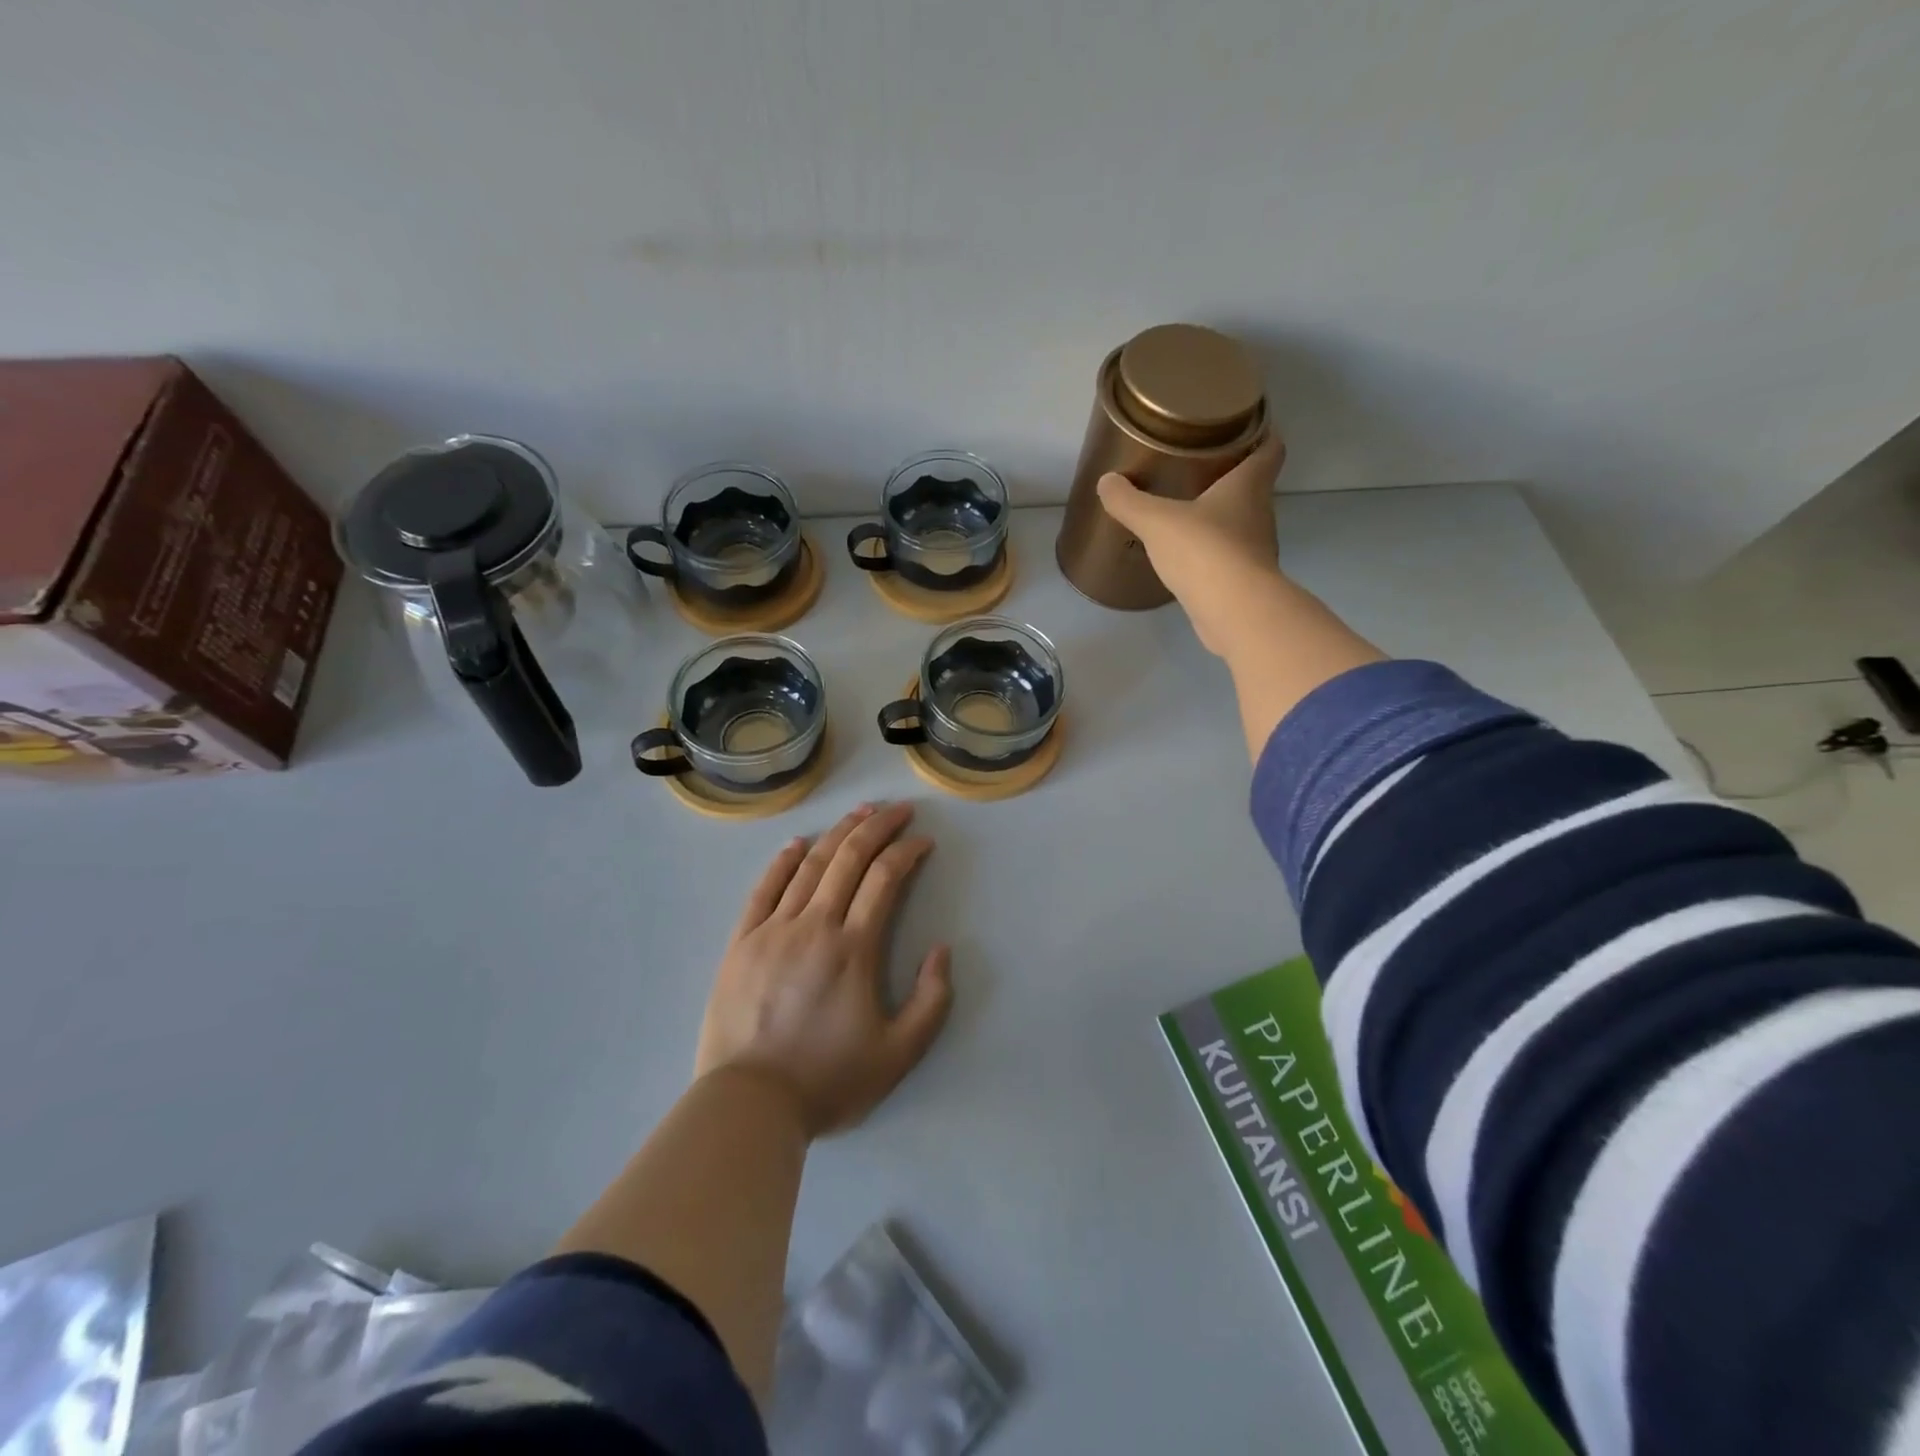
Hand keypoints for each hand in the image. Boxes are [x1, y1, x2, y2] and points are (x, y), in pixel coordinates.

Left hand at [695, 802, 952, 1137]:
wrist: (749, 1104)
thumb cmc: (828, 1080)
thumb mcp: (899, 1054)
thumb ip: (932, 1001)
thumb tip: (941, 950)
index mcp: (854, 948)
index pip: (885, 878)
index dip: (907, 852)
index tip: (923, 841)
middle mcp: (815, 925)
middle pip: (849, 859)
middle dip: (878, 827)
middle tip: (898, 809)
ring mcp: (773, 929)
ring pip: (809, 865)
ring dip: (838, 833)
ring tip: (859, 812)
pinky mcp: (742, 942)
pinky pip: (764, 889)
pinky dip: (783, 861)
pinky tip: (797, 844)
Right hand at [1095, 433, 1286, 656]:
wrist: (1234, 612)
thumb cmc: (1204, 551)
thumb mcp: (1157, 521)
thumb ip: (1130, 501)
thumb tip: (1107, 482)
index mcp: (1248, 486)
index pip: (1271, 448)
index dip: (1263, 433)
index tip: (1246, 427)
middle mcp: (1260, 513)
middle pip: (1254, 487)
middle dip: (1231, 477)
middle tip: (1199, 469)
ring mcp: (1256, 550)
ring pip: (1241, 523)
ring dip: (1220, 518)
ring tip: (1188, 512)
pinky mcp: (1245, 582)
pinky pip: (1228, 558)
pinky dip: (1212, 553)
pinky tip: (1187, 557)